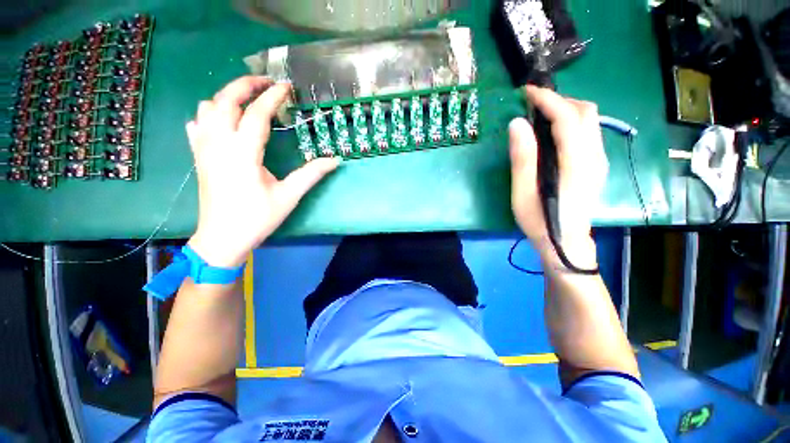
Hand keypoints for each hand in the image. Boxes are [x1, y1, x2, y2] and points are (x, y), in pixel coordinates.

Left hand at [186, 76, 339, 267]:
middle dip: (245, 84)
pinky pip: (198, 124)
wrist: (222, 238)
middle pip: (225, 100)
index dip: (273, 97)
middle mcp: (219, 144)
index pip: (257, 113)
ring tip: (248, 99)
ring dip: (227, 96)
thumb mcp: (289, 196)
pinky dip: (210, 113)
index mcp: (243, 153)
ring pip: (207, 107)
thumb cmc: (257, 218)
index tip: (286, 87)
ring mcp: (204, 148)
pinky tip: (224, 120)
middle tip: (266, 82)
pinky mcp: (198, 156)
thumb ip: (311, 174)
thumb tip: (335, 160)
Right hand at [509, 86, 607, 269]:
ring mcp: (599, 160)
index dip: (547, 99)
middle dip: (559, 99)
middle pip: (585, 112)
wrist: (567, 243)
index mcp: (576, 162)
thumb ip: (522, 158)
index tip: (527, 91)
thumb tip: (517, 124)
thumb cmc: (540, 221)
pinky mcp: (596, 165)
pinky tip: (553, 132)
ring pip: (590, 120)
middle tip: (532, 103)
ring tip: (540, 114)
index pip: (567, 117)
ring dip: (566, 108)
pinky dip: (571, 121)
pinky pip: (588, 132)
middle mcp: (594, 155)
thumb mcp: (523, 192)